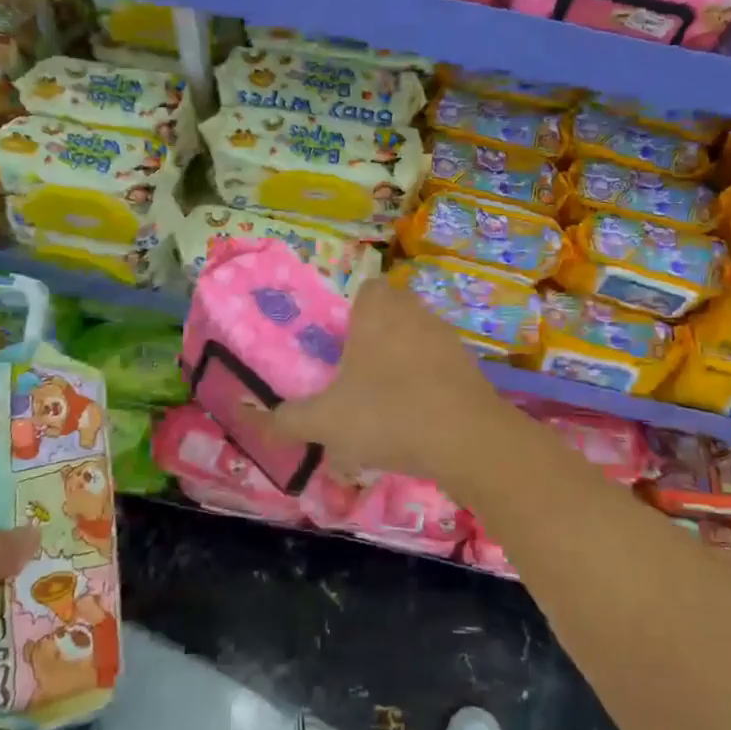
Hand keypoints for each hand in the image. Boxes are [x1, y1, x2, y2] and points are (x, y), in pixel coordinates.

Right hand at [253, 279, 506, 480]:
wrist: (467, 440)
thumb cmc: (387, 415)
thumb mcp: (324, 422)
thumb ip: (287, 419)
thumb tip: (260, 416)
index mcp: (379, 311)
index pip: (366, 288)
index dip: (351, 312)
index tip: (339, 345)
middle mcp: (415, 313)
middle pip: (391, 313)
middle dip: (374, 338)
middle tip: (354, 374)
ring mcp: (448, 338)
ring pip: (416, 339)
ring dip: (401, 361)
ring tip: (383, 402)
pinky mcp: (470, 367)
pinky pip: (439, 366)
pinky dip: (426, 384)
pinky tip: (416, 419)